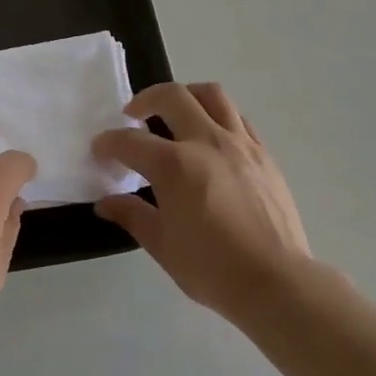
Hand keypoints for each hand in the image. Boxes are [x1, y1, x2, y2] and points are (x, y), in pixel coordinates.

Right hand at [92, 83, 310, 323]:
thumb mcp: (163, 245)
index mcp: (175, 165)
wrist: (276, 281)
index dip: (108, 142)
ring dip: (186, 95)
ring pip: (211, 95)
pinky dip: (217, 115)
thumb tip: (106, 203)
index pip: (131, 141)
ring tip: (175, 111)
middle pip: (172, 97)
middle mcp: (206, 141)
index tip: (100, 149)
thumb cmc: (212, 268)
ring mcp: (240, 143)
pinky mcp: (263, 153)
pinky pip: (237, 117)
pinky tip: (211, 136)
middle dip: (145, 99)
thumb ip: (133, 216)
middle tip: (133, 114)